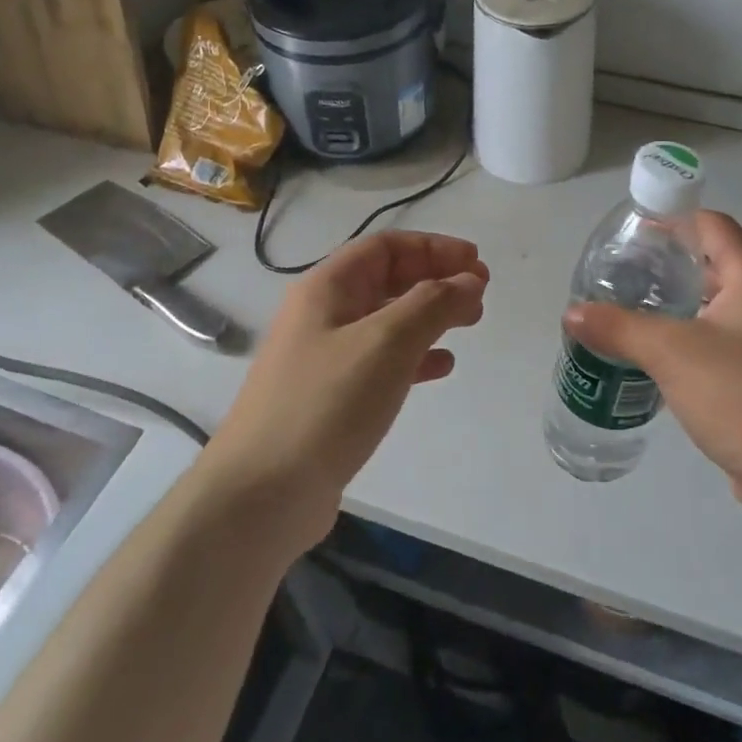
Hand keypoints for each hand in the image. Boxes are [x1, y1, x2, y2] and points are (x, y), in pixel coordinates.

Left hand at [208, 230, 487, 552]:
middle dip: (435, 279)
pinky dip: (415, 356)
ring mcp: (324, 359)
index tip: (476, 262)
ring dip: (430, 315)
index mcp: (326, 288)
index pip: (385, 247)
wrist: (261, 494)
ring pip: (387, 321)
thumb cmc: (326, 403)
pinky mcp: (331, 399)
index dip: (433, 247)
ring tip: (470, 323)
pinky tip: (441, 367)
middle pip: (387, 280)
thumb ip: (433, 304)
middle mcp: (322, 315)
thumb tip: (470, 280)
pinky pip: (381, 362)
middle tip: (480, 293)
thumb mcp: (386, 342)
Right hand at [563, 211, 741, 525]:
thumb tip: (571, 313)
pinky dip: (689, 336)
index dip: (671, 220)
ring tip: (629, 309)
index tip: (629, 232)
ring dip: (676, 303)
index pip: (711, 225)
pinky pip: (721, 340)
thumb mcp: (671, 353)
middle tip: (620, 273)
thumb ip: (618, 327)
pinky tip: (655, 354)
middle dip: (666, 264)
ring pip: (716, 304)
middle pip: (713, 263)